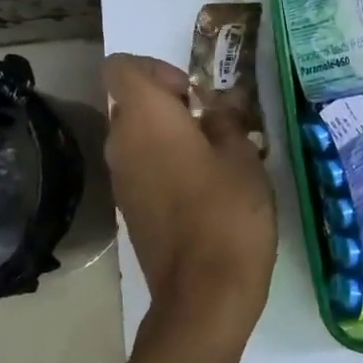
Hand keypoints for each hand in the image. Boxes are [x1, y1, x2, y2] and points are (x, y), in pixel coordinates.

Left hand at [103, 53, 276, 347]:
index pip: (122, 67)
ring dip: (167, 135)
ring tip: (213, 157)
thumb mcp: (242, 156)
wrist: (203, 295)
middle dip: (168, 103)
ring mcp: (121, 180)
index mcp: (145, 119)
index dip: (156, 69)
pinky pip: (140, 168)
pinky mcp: (129, 209)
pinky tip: (202, 188)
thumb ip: (227, 120)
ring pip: (135, 137)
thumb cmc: (227, 213)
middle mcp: (121, 144)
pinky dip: (163, 164)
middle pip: (130, 102)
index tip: (193, 94)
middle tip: (212, 124)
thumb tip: (220, 103)